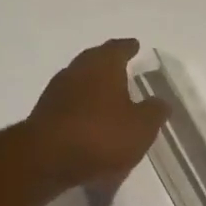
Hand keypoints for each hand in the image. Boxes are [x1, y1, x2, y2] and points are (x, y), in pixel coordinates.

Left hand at [26, 39, 168, 189]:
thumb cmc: (101, 136)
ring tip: (109, 98)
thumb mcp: (141, 127)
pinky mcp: (45, 116)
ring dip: (94, 88)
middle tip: (123, 69)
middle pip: (95, 62)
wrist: (46, 160)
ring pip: (80, 83)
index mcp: (103, 66)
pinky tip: (91, 122)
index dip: (128, 48)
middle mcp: (77, 71)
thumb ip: (154, 112)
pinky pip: (70, 106)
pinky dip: (83, 110)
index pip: (118, 49)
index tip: (135, 45)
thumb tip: (161, 101)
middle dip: (109, 65)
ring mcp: (56, 93)